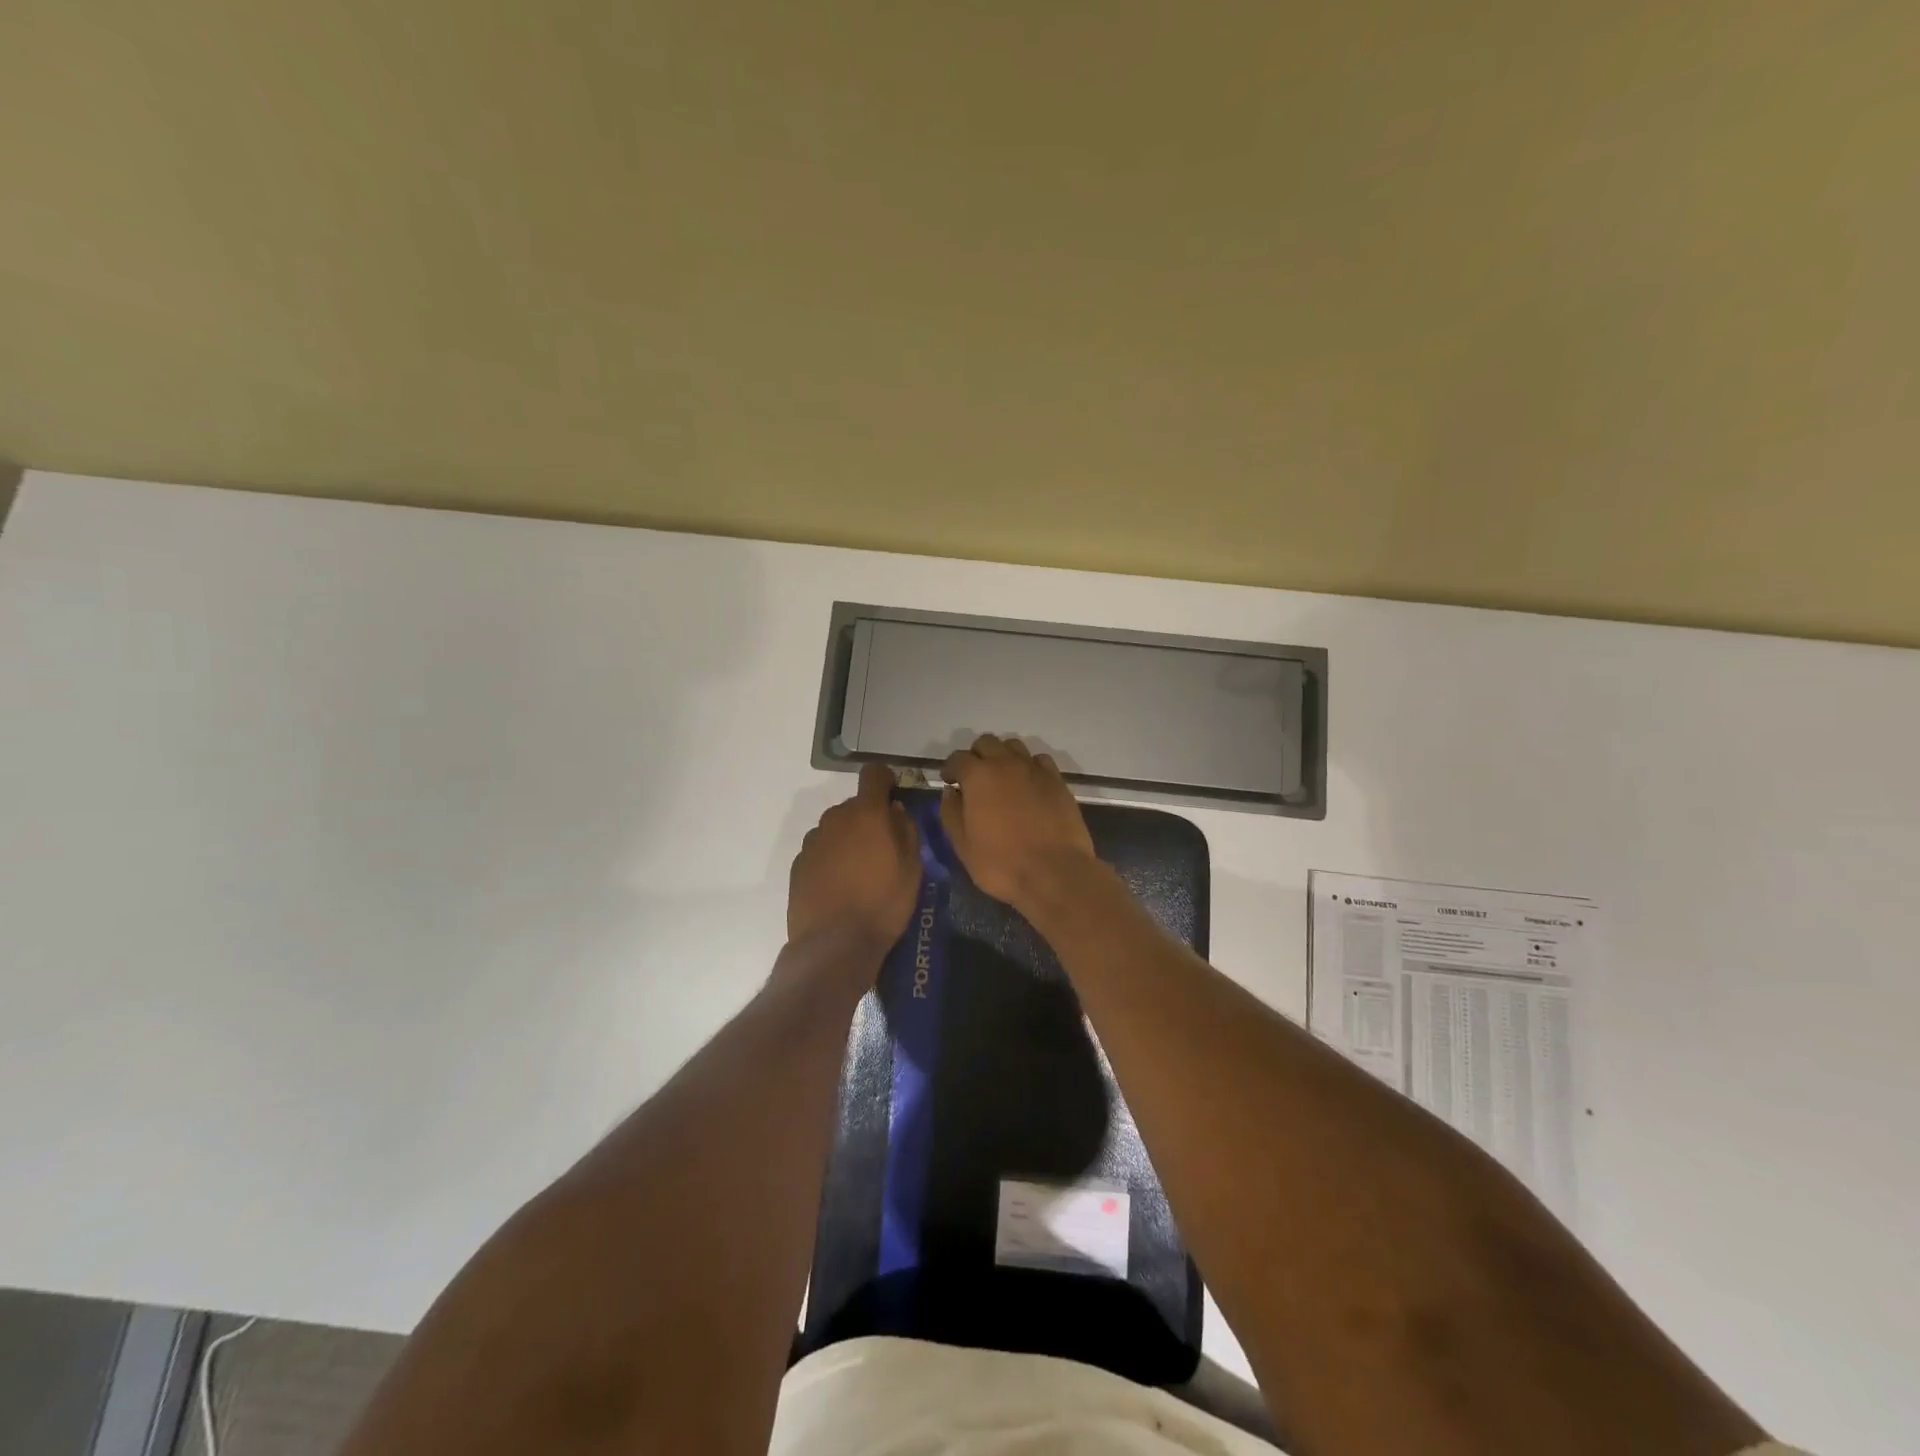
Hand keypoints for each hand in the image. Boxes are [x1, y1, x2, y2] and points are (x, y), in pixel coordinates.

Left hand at [787, 762, 921, 957]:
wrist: (834, 945)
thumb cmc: (882, 904)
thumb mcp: (912, 868)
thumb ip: (906, 830)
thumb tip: (895, 811)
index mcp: (865, 813)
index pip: (873, 774)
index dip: (886, 781)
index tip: (894, 797)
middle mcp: (834, 819)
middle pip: (854, 806)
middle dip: (869, 819)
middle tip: (883, 848)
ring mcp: (812, 841)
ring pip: (836, 829)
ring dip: (848, 839)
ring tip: (860, 872)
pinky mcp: (798, 864)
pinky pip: (821, 850)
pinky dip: (831, 859)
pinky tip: (840, 886)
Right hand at [939, 734, 1097, 910]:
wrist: (1055, 872)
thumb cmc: (1002, 863)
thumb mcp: (964, 846)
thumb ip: (951, 814)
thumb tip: (950, 793)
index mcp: (978, 776)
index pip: (958, 758)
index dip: (950, 768)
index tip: (949, 781)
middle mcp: (1006, 763)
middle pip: (986, 743)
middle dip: (976, 756)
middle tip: (974, 779)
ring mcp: (1035, 770)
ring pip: (1014, 746)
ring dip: (1003, 756)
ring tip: (1002, 779)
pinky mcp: (1057, 781)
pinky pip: (1039, 760)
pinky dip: (1029, 766)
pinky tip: (1028, 784)